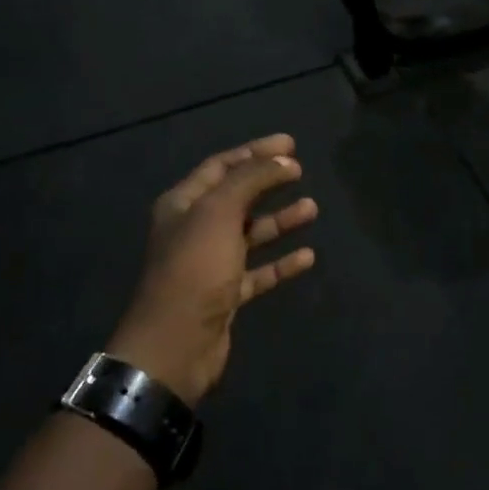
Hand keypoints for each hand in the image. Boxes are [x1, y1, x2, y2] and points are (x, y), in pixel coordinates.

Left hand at [108, 135, 318, 406]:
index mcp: (183, 204)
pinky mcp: (226, 294)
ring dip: (280, 221)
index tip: (290, 144)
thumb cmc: (195, 269)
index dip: (255, 152)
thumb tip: (283, 160)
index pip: (221, 166)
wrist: (175, 345)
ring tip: (313, 209)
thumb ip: (251, 181)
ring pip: (251, 234)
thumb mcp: (219, 214)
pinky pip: (258, 271)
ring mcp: (210, 263)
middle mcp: (194, 229)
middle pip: (237, 197)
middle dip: (269, 183)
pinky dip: (281, 263)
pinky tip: (308, 257)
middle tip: (301, 170)